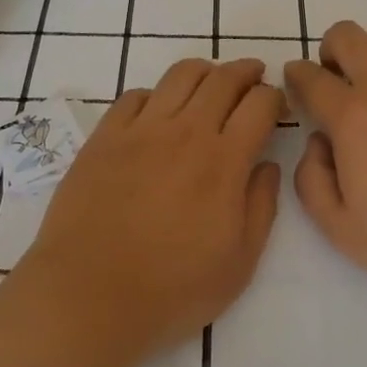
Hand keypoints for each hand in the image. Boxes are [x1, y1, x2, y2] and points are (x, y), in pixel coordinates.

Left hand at [22, 57, 283, 360]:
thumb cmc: (171, 289)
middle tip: (254, 77)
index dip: (275, 98)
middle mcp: (185, 131)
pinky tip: (159, 110)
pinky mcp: (105, 136)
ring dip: (205, 72)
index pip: (259, 104)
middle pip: (223, 79)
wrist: (88, 295)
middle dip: (246, 71)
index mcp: (223, 161)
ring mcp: (141, 129)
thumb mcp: (238, 263)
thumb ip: (261, 207)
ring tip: (211, 83)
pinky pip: (135, 95)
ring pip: (180, 75)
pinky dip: (156, 94)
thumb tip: (267, 166)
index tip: (277, 106)